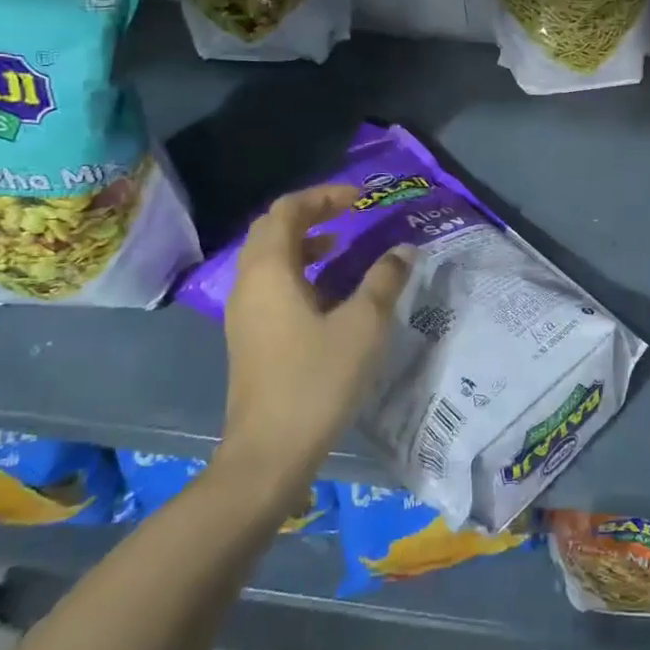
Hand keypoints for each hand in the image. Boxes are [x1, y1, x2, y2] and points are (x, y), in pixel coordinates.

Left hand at [214, 183, 414, 485]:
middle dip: (312, 213)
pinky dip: (300, 269)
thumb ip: (384, 280)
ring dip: (304, 241)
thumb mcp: (364, 325)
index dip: (324, 196)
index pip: (287, 210)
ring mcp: (245, 313)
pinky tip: (330, 290)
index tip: (361, 199)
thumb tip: (403, 250)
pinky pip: (272, 283)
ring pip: (270, 257)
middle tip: (351, 213)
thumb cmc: (317, 380)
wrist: (270, 453)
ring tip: (343, 243)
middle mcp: (249, 284)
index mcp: (269, 271)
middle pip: (273, 229)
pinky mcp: (251, 337)